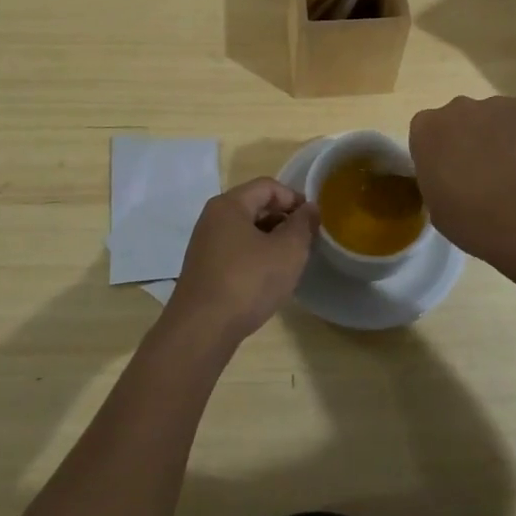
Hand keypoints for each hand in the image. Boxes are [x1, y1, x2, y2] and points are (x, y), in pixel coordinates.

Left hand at [164, 178, 317, 345]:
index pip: (268, 186)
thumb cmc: (248, 282)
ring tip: (289, 261)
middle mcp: (213, 217)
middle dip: (283, 219)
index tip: (313, 220)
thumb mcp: (287, 251)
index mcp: (230, 205)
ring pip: (245, 230)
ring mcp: (205, 244)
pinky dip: (255, 256)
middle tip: (305, 242)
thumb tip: (309, 208)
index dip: (294, 198)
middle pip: (255, 205)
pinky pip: (235, 250)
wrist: (202, 330)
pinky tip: (267, 278)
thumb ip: (302, 225)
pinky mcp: (204, 268)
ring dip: (270, 239)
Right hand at [409, 95, 515, 275]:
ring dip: (506, 140)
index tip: (454, 177)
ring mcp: (498, 104)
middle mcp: (458, 108)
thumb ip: (439, 182)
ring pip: (498, 119)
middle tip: (489, 176)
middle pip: (462, 120)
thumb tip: (453, 179)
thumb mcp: (439, 210)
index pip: (428, 134)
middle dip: (473, 141)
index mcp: (427, 131)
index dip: (442, 155)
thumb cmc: (477, 222)